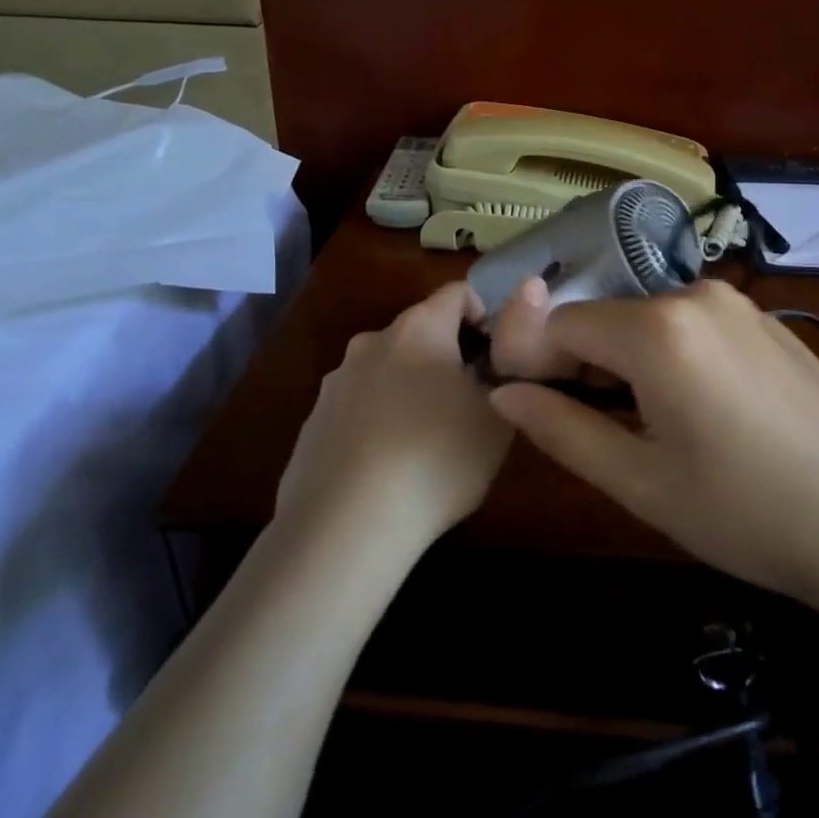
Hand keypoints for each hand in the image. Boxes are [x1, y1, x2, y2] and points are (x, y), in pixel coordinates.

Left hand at [276, 281, 513, 549]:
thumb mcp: (497, 415)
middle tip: (468, 406)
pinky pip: (359, 407)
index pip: (457, 292)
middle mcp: (372, 341)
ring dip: (411, 389)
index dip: (485, 316)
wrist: (346, 525)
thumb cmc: (436, 458)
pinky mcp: (313, 421)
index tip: (497, 360)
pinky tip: (388, 467)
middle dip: (448, 357)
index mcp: (419, 328)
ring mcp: (336, 381)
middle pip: (420, 331)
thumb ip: (505, 369)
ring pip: (387, 370)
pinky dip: (379, 421)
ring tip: (427, 444)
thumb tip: (496, 353)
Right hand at [486, 280, 818, 620]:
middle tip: (588, 427)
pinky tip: (698, 411)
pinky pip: (691, 325)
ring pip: (646, 320)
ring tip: (644, 426)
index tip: (530, 407)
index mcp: (657, 329)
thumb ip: (561, 429)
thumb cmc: (747, 514)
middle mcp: (695, 294)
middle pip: (604, 318)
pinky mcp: (766, 320)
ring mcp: (737, 303)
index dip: (533, 362)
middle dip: (579, 363)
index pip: (560, 324)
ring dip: (624, 361)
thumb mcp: (640, 483)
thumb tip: (503, 393)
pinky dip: (669, 355)